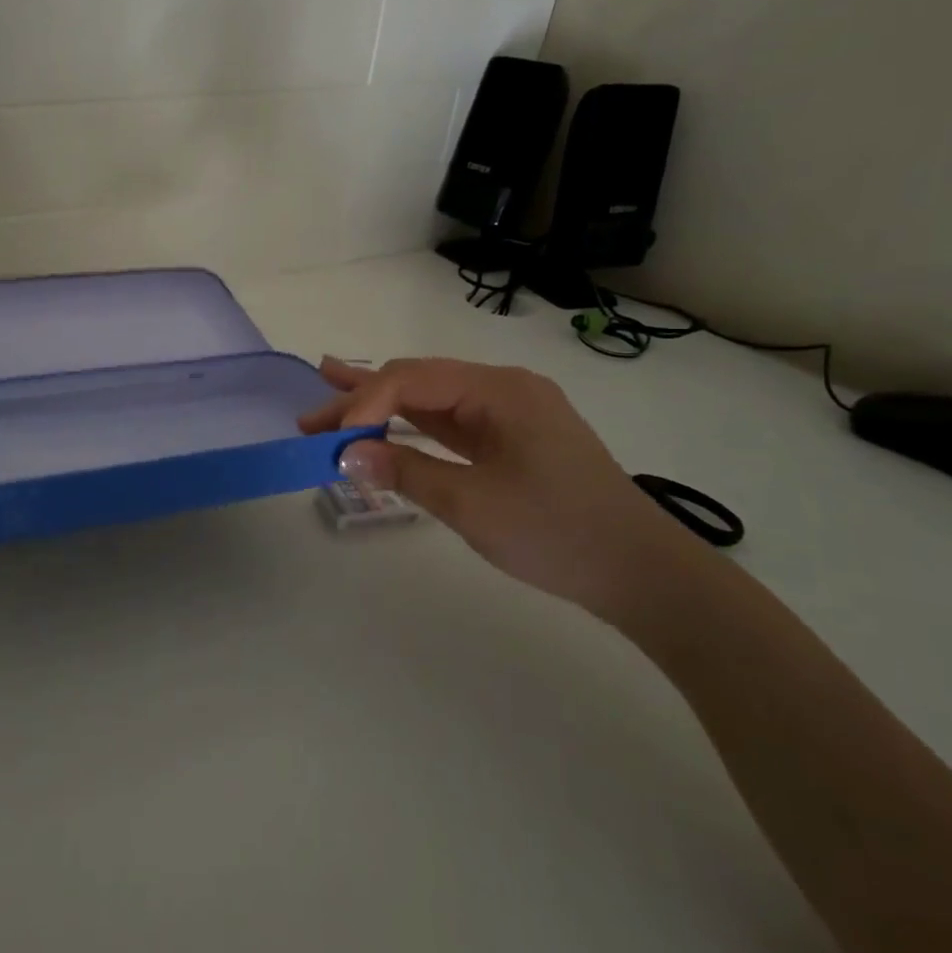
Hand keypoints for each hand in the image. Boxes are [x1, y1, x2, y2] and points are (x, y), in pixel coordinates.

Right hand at [300, 357, 710, 618]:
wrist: (640, 572)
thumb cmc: (557, 533)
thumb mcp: (472, 504)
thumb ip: (405, 472)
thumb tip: (345, 455)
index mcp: (499, 390)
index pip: (412, 380)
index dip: (365, 404)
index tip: (329, 439)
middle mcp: (502, 388)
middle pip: (417, 382)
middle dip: (362, 400)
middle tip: (310, 421)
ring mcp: (507, 413)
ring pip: (430, 399)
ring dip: (381, 406)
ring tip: (327, 397)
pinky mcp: (508, 438)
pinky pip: (449, 422)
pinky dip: (410, 426)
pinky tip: (380, 423)